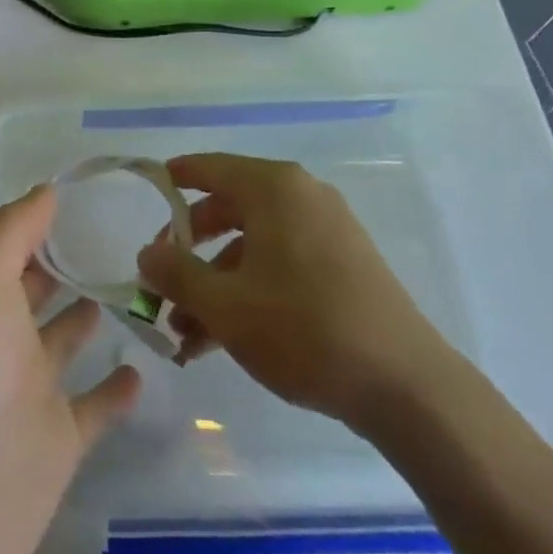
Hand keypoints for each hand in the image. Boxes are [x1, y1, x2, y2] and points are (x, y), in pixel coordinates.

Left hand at [0, 186, 140, 553]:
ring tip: (132, 284)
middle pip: (34, 290)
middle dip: (64, 263)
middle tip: (120, 234)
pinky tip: (142, 368)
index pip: (10, 247)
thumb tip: (47, 190)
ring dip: (88, 315)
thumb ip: (9, 233)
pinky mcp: (56, 444)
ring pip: (63, 342)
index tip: (87, 196)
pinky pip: (94, 407)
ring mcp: (28, 393)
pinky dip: (116, 390)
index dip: (40, 221)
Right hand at [136, 153, 451, 434]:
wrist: (406, 386)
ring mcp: (327, 231)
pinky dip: (249, 291)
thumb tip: (146, 253)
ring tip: (186, 334)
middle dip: (189, 250)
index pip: (209, 167)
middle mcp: (301, 197)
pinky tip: (224, 339)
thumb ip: (176, 274)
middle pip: (228, 209)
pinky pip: (280, 264)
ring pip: (252, 246)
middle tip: (161, 282)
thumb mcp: (225, 305)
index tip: (148, 191)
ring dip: (215, 283)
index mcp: (273, 188)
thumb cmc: (304, 329)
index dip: (174, 179)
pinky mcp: (344, 265)